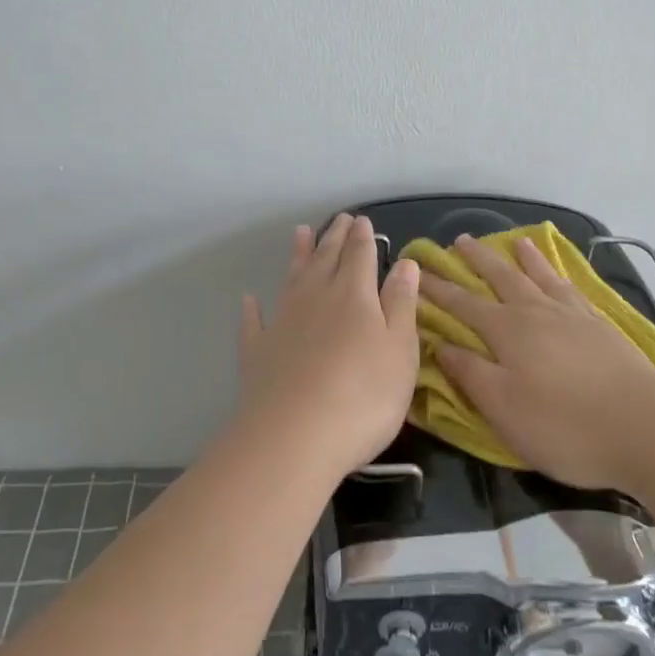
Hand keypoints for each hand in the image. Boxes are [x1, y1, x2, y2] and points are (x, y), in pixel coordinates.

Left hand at [238, 214, 420, 478]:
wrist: (293, 437)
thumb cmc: (363, 395)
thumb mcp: (399, 349)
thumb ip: (401, 303)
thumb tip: (405, 263)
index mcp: (354, 295)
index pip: (360, 256)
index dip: (363, 238)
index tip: (362, 220)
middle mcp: (315, 298)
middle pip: (326, 259)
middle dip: (334, 238)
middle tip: (339, 218)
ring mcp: (282, 323)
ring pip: (292, 279)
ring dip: (298, 255)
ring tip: (300, 232)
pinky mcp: (257, 352)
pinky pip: (254, 322)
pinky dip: (252, 309)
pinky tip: (250, 300)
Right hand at [422, 234, 654, 490]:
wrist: (645, 428)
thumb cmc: (564, 425)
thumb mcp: (503, 408)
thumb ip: (469, 373)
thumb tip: (438, 343)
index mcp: (507, 331)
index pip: (462, 304)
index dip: (437, 289)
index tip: (416, 272)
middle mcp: (536, 312)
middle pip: (500, 277)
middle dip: (476, 260)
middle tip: (458, 241)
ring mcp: (572, 315)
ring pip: (539, 276)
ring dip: (522, 258)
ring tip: (514, 241)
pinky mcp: (600, 326)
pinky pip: (571, 288)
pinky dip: (559, 274)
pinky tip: (559, 274)